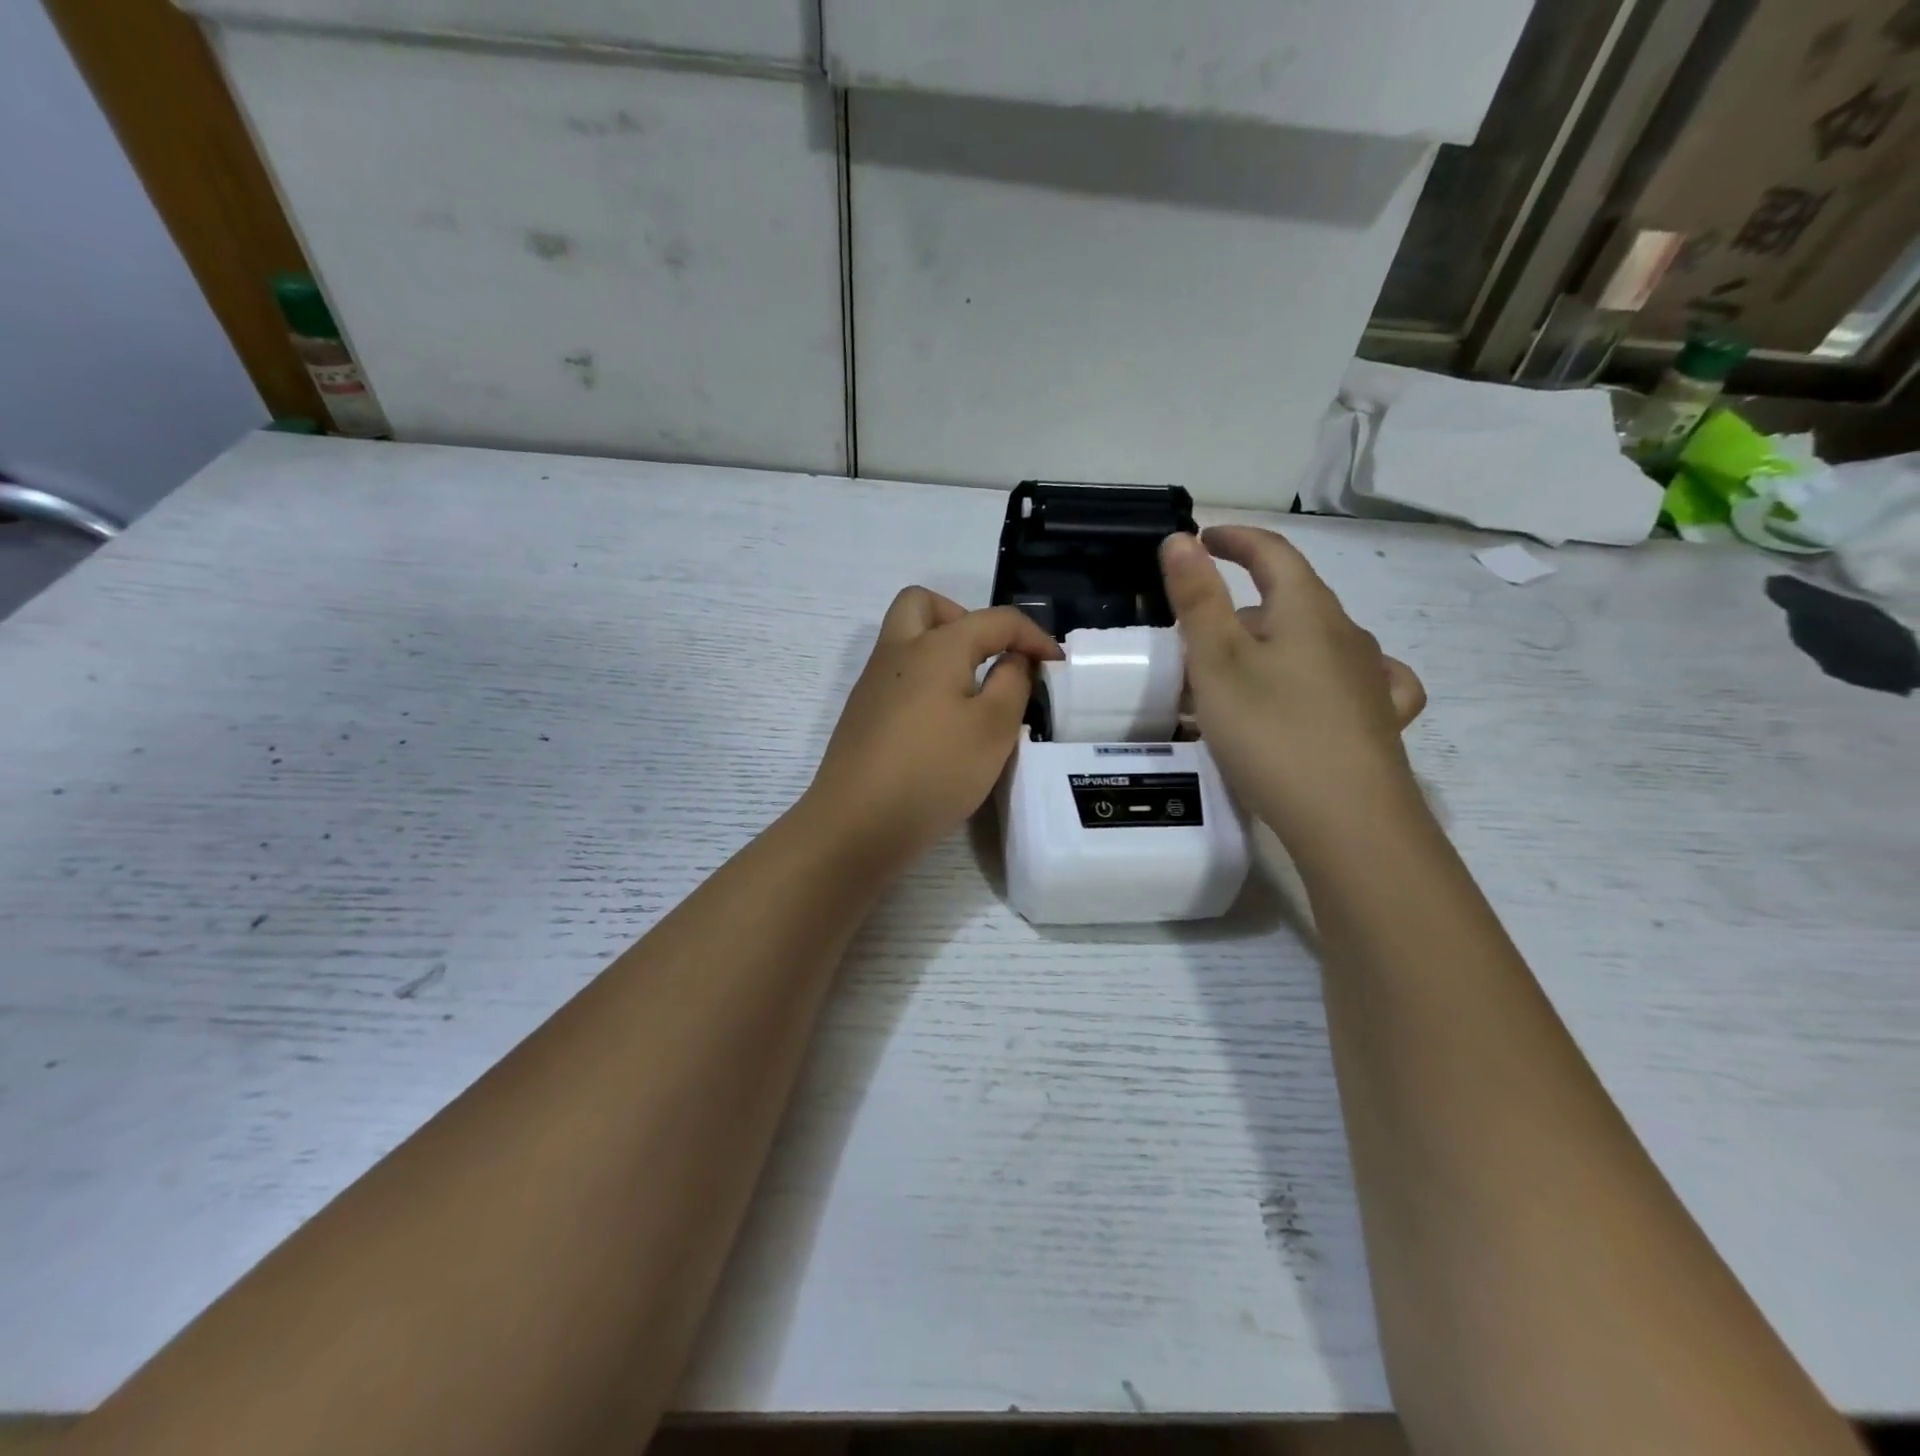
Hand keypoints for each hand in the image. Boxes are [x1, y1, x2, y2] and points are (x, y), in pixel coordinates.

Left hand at [805, 588, 1061, 863]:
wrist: (857, 824)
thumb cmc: (934, 771)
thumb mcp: (994, 728)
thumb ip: (1013, 682)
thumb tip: (1014, 658)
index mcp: (935, 646)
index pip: (994, 619)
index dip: (1032, 635)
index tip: (1056, 664)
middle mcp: (897, 652)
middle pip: (924, 604)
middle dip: (964, 617)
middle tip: (989, 656)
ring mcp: (873, 684)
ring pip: (906, 639)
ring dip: (942, 649)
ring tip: (974, 693)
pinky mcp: (862, 715)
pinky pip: (897, 676)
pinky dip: (925, 681)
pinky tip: (943, 725)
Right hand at [1161, 527, 1426, 847]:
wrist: (1348, 820)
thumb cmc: (1272, 732)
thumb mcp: (1218, 663)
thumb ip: (1198, 599)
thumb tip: (1181, 539)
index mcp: (1308, 610)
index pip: (1273, 553)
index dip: (1235, 540)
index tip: (1203, 539)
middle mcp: (1346, 634)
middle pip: (1291, 600)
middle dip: (1242, 607)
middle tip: (1198, 638)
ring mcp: (1369, 678)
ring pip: (1315, 642)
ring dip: (1273, 645)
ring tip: (1239, 676)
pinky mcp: (1379, 721)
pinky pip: (1351, 681)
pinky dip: (1325, 675)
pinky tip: (1323, 691)